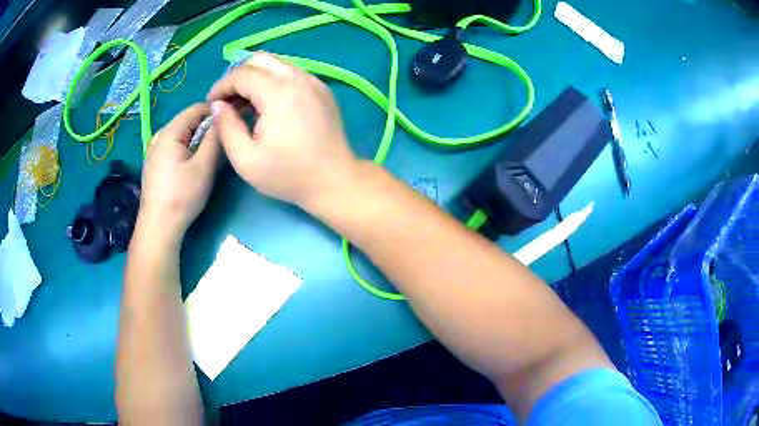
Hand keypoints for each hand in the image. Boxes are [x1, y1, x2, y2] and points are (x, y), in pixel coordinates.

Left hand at [135, 103, 221, 248]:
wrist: (158, 228)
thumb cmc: (182, 196)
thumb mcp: (204, 166)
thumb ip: (215, 138)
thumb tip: (224, 116)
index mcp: (169, 132)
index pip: (196, 108)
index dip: (217, 111)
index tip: (232, 121)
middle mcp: (159, 136)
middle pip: (188, 121)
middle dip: (207, 127)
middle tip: (224, 142)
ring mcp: (154, 151)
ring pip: (182, 135)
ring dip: (198, 140)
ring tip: (211, 154)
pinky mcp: (154, 164)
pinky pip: (174, 147)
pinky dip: (187, 149)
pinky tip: (193, 165)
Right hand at [207, 51, 357, 208]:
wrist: (334, 180)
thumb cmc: (288, 175)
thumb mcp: (246, 159)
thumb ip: (226, 127)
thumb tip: (218, 105)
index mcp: (279, 93)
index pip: (242, 74)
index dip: (222, 86)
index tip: (212, 103)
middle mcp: (298, 78)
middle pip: (260, 59)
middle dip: (238, 75)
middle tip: (228, 100)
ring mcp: (314, 81)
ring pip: (277, 64)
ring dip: (256, 77)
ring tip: (245, 103)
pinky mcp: (322, 89)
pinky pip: (292, 73)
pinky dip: (274, 81)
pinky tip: (268, 105)